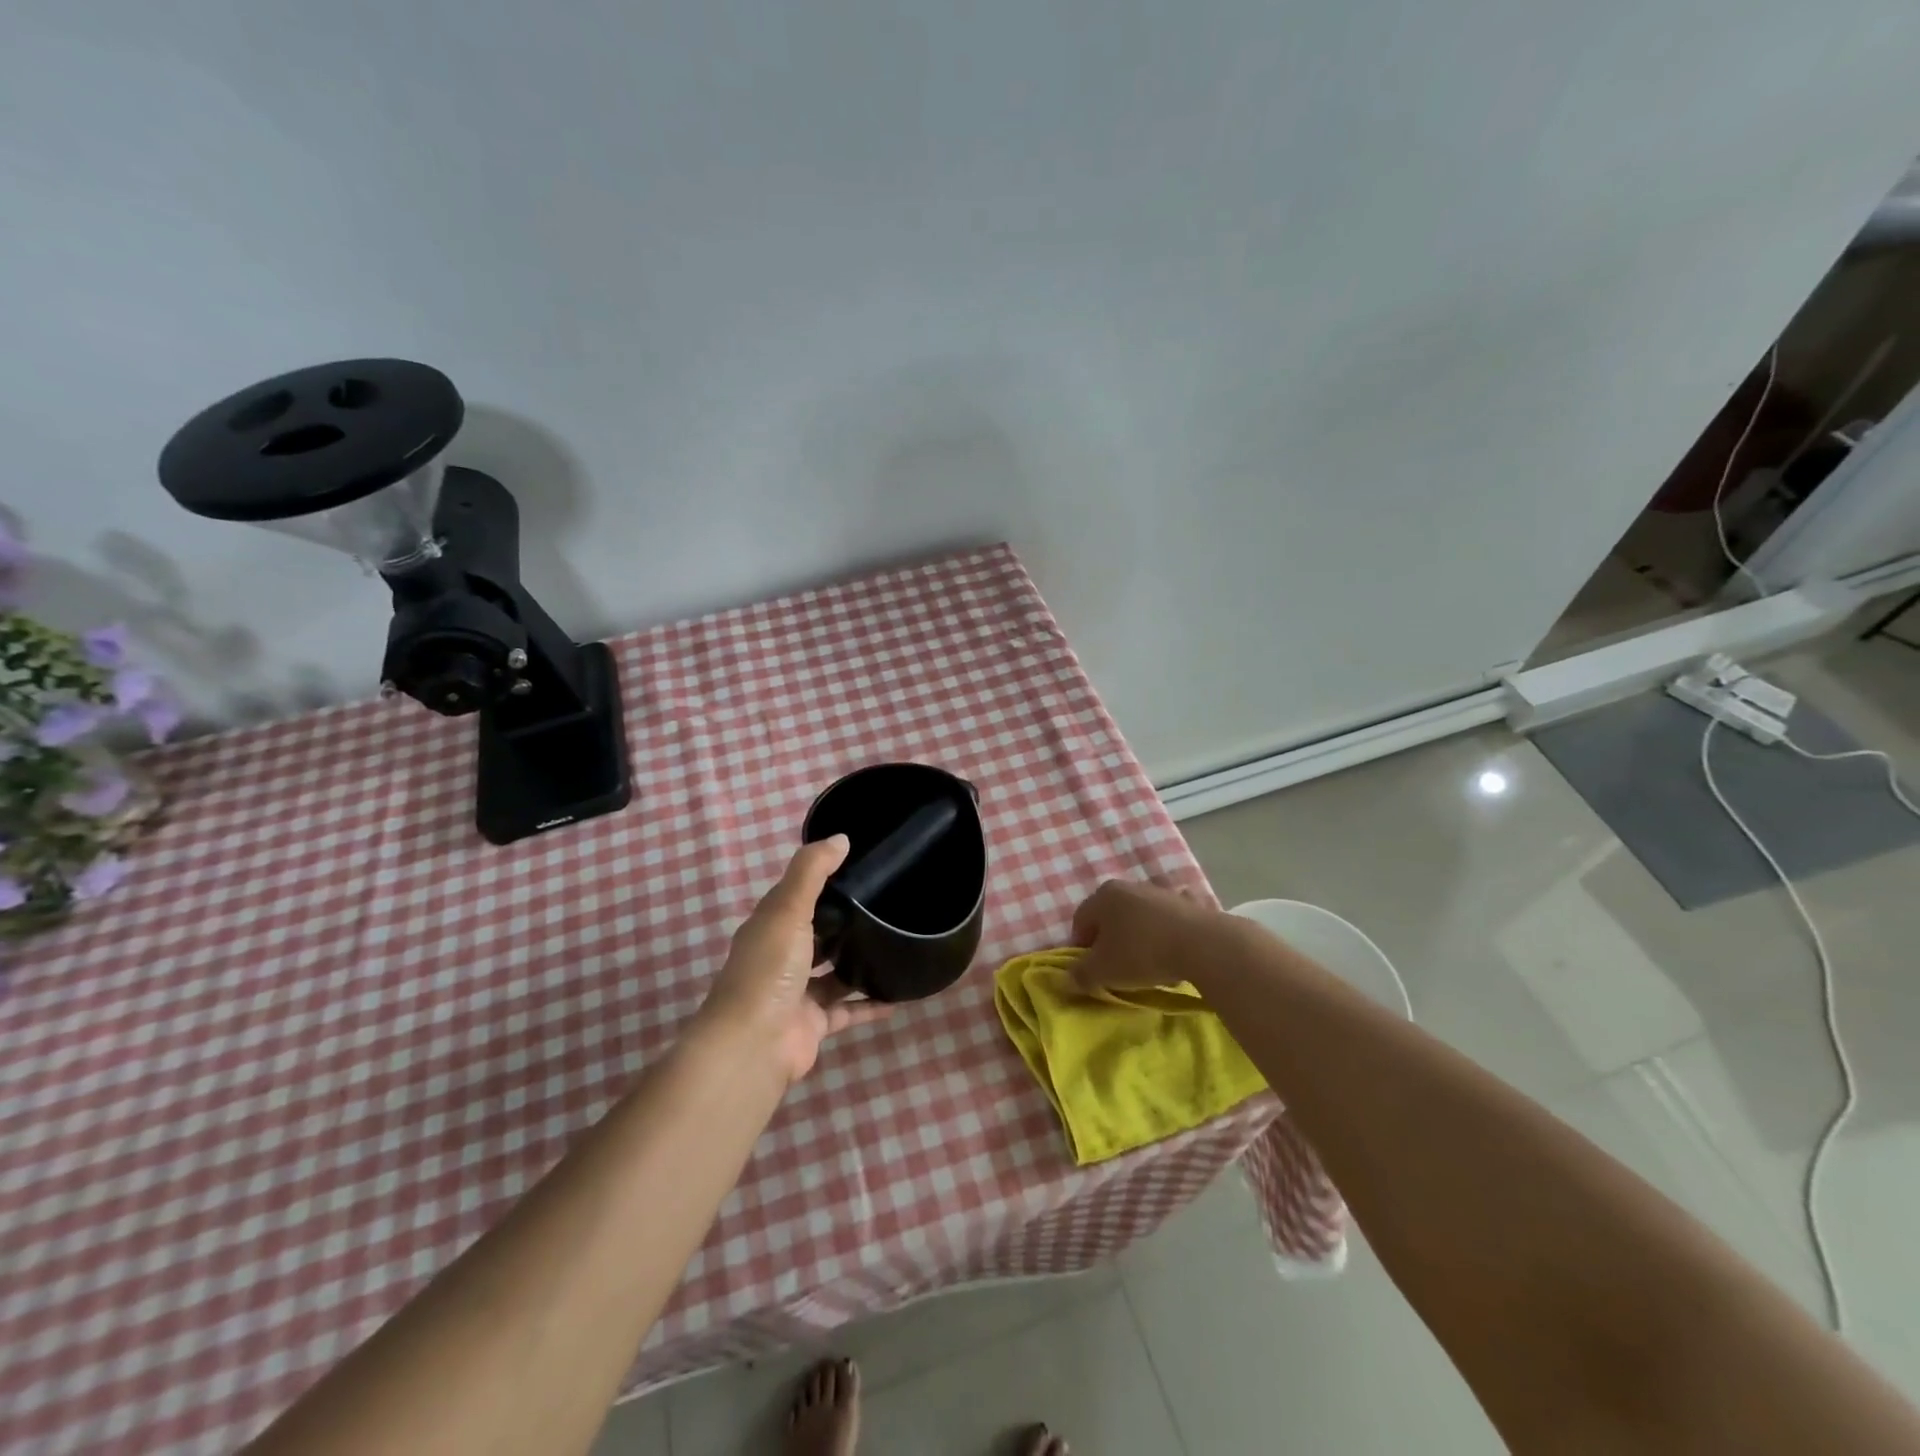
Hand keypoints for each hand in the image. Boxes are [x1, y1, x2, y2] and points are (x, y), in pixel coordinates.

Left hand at [700, 836, 891, 1084]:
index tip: (860, 867)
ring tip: (896, 944)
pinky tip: (899, 996)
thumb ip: (812, 872)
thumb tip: (841, 838)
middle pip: (816, 934)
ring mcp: (797, 993)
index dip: (823, 880)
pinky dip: (870, 1004)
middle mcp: (781, 957)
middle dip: (844, 922)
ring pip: (833, 973)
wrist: (753, 1045)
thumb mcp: (788, 909)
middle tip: (887, 904)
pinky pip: (848, 1009)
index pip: (797, 895)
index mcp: (770, 926)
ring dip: (858, 962)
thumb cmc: (769, 969)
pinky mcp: (813, 1023)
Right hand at [1068, 879, 1243, 992]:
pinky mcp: (1189, 902)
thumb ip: (1081, 974)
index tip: (1090, 969)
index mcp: (1104, 895)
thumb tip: (1069, 977)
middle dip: (1110, 941)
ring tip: (1148, 966)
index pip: (1080, 920)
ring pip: (1140, 917)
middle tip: (1116, 968)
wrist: (1202, 945)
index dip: (1080, 946)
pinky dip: (1167, 934)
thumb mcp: (1103, 971)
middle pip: (1111, 916)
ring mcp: (1161, 891)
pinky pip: (1169, 921)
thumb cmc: (1141, 953)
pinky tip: (1174, 955)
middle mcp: (1130, 886)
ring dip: (1139, 938)